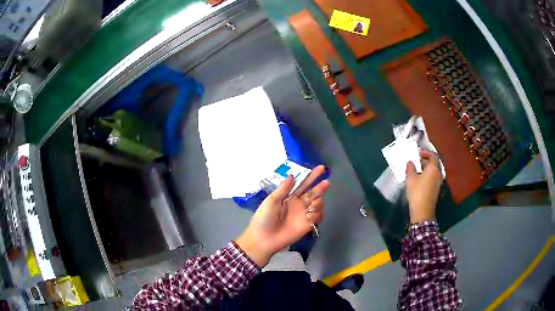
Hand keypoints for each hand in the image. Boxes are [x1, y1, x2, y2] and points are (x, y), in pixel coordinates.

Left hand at [236, 165, 328, 266]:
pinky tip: (310, 215)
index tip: (321, 168)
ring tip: (312, 204)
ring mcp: (304, 215)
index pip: (303, 184)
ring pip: (318, 204)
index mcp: (289, 197)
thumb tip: (292, 175)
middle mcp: (298, 204)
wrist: (264, 239)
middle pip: (313, 193)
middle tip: (325, 183)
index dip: (312, 176)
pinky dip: (317, 214)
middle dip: (320, 187)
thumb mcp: (271, 201)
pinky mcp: (307, 225)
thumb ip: (283, 189)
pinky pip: (317, 217)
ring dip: (318, 202)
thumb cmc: (264, 218)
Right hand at [405, 150, 441, 223]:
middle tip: (416, 160)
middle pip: (434, 163)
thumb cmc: (417, 192)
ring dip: (426, 168)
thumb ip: (410, 168)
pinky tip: (419, 179)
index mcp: (433, 169)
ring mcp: (438, 182)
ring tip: (416, 169)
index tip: (418, 153)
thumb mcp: (410, 179)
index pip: (433, 156)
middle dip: (425, 160)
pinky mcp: (436, 189)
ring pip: (433, 171)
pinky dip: (427, 175)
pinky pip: (433, 177)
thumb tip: (410, 162)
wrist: (423, 211)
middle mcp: (438, 174)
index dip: (426, 152)